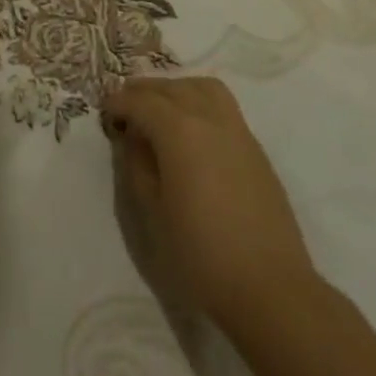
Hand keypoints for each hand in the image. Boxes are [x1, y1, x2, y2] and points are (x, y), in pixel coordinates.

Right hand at [104, 76, 319, 328]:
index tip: (105, 113)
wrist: (270, 288)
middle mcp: (208, 118)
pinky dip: (199, 103)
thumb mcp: (152, 212)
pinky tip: (191, 133)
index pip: (140, 101)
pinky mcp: (255, 149)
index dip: (118, 102)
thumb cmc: (201, 253)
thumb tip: (133, 139)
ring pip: (202, 87)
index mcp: (179, 130)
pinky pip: (222, 107)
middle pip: (171, 87)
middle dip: (143, 92)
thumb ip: (137, 166)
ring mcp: (237, 130)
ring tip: (160, 111)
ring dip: (176, 90)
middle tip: (126, 109)